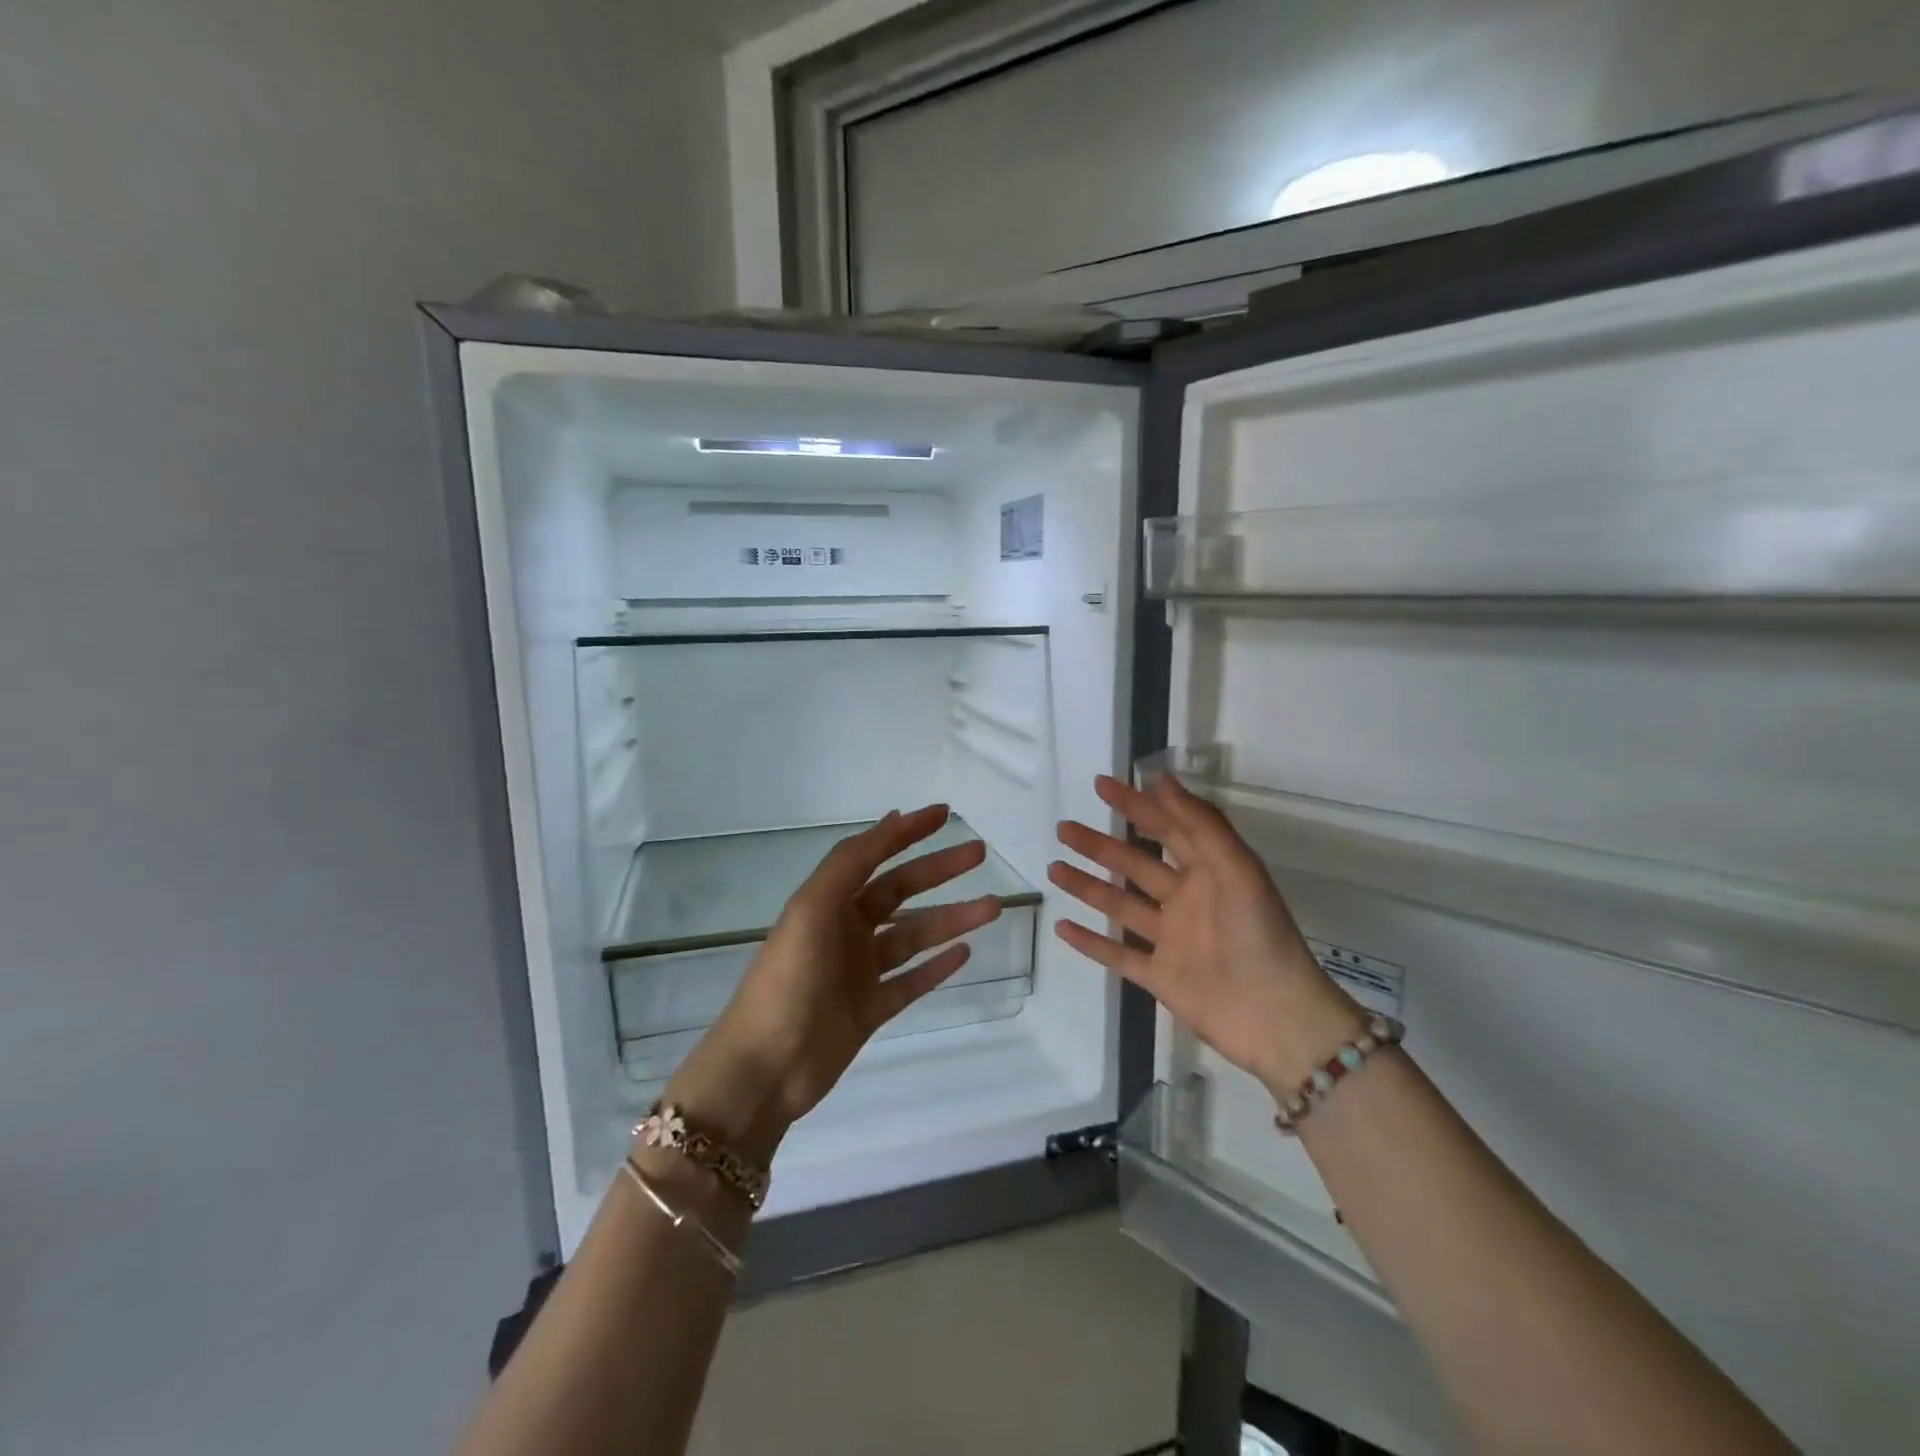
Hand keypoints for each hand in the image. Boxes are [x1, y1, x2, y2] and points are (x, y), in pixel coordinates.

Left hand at [665, 805, 1002, 1162]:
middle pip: (901, 891)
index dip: (907, 832)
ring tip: (993, 906)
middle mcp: (845, 930)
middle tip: (979, 854)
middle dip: (939, 870)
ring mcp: (859, 972)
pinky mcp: (870, 1010)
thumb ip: (850, 864)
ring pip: (914, 936)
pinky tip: (966, 952)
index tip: (945, 814)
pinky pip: (911, 981)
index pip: (874, 855)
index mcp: (827, 902)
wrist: (764, 1070)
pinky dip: (937, 966)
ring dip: (952, 918)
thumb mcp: (812, 910)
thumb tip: (892, 818)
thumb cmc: (787, 980)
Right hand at [1050, 773, 1363, 1097]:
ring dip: (1087, 886)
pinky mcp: (1159, 976)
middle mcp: (1186, 900)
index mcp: (1209, 871)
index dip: (1135, 805)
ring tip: (1054, 867)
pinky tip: (1062, 925)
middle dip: (1100, 845)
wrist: (1276, 1018)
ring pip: (1120, 905)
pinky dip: (1090, 942)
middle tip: (1064, 827)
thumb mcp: (1238, 869)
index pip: (1166, 828)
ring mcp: (1170, 940)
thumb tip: (1163, 780)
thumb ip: (1201, 824)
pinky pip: (1117, 954)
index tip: (1101, 785)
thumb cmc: (1259, 935)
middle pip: (1135, 864)